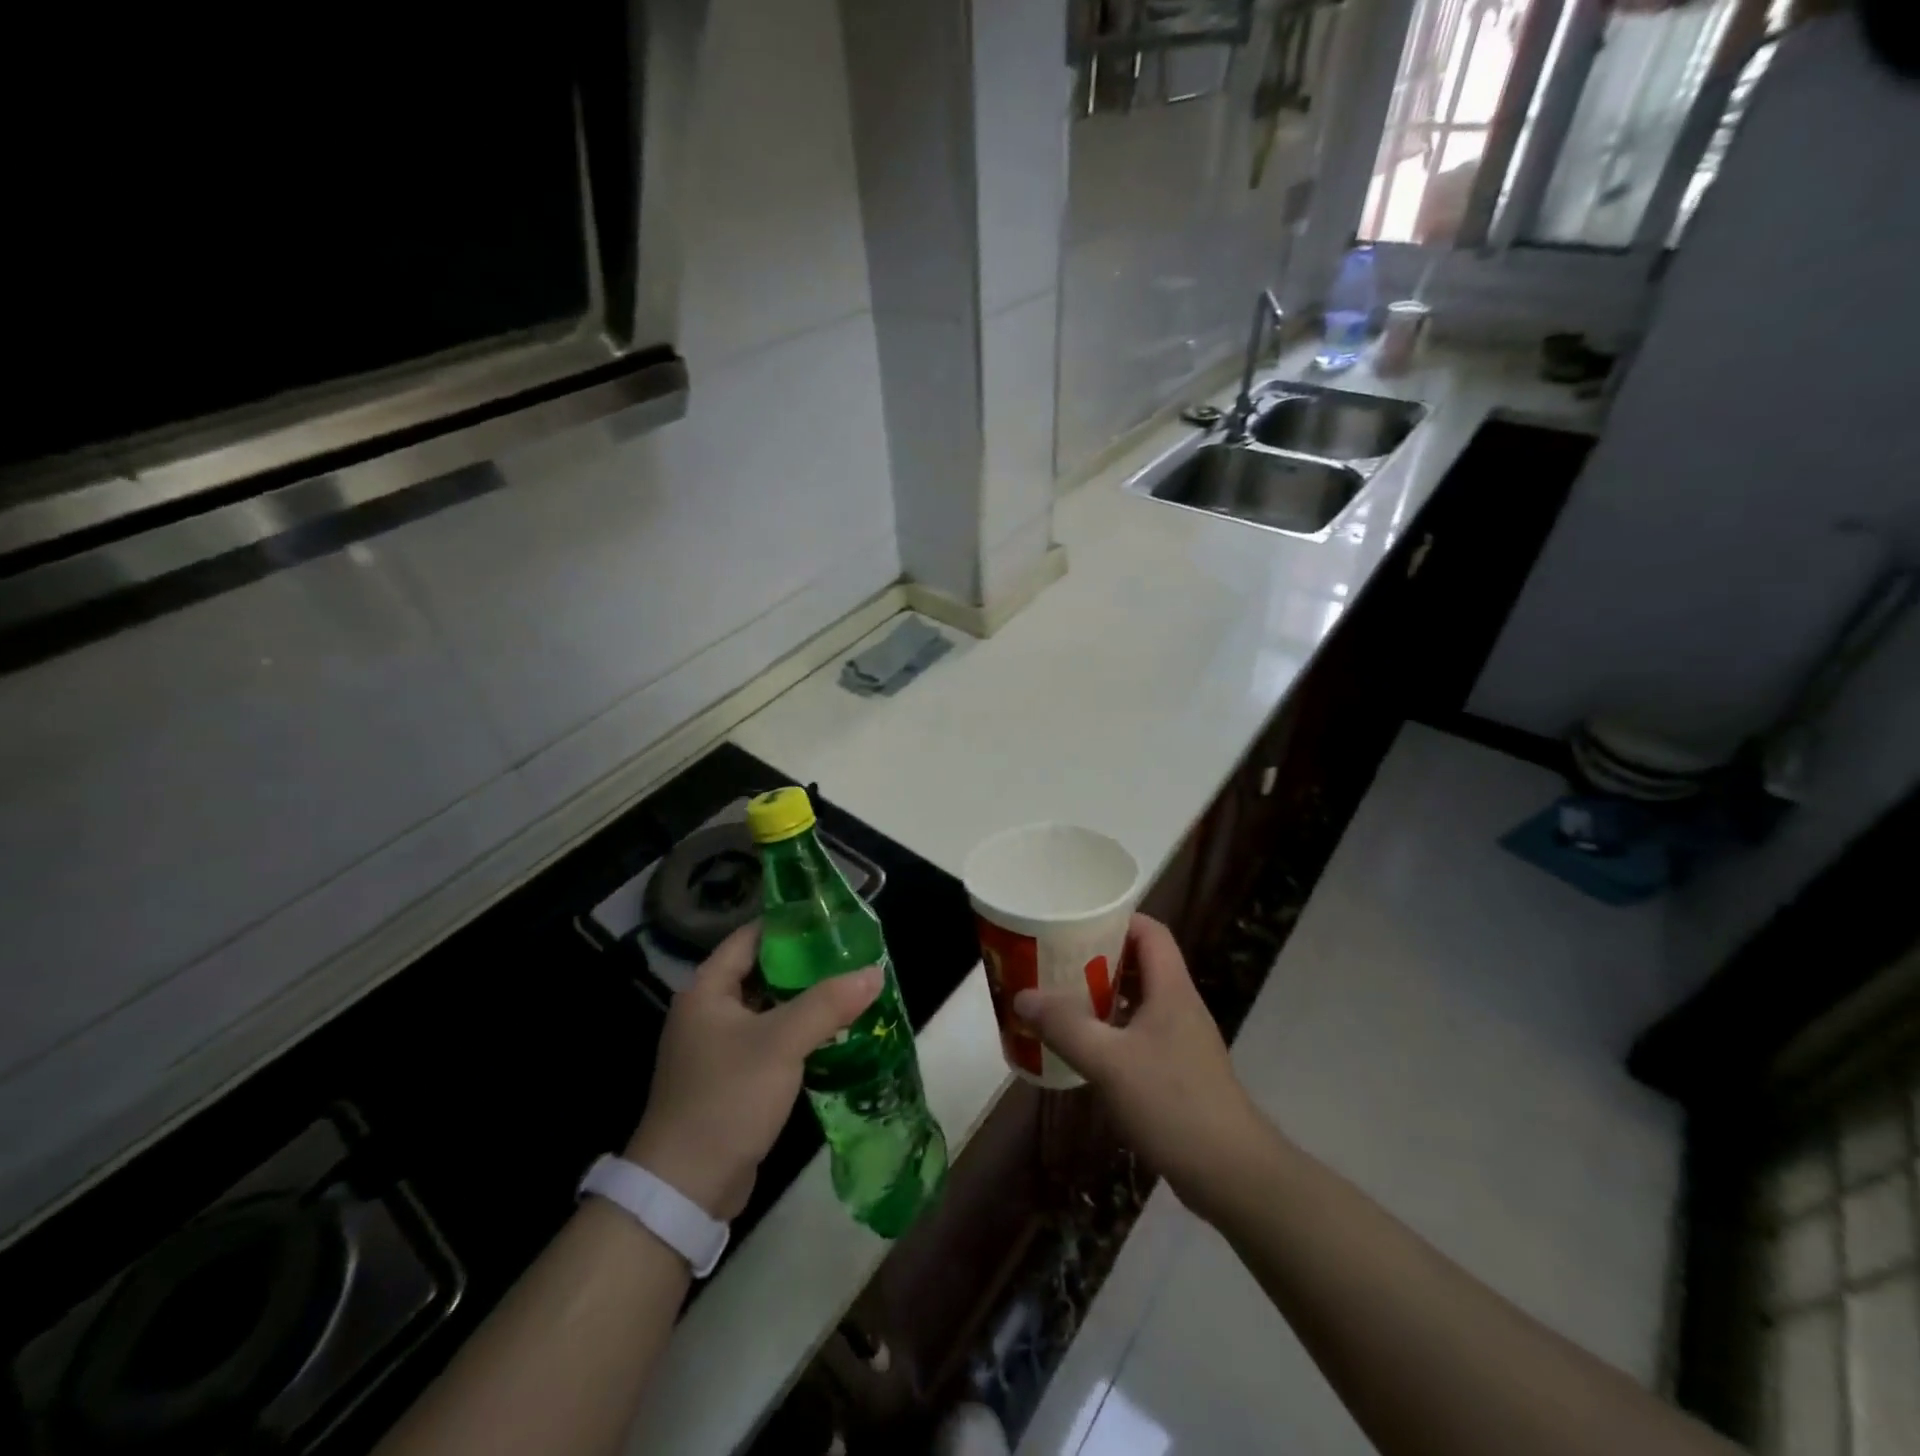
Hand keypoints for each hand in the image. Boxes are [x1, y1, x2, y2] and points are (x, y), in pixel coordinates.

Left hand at [625, 923, 881, 1220]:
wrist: (686, 1188)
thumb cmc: (727, 1098)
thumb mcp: (781, 1043)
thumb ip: (829, 1003)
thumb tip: (875, 971)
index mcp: (707, 990)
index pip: (751, 937)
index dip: (789, 924)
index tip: (832, 918)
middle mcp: (708, 1011)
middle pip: (762, 971)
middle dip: (806, 963)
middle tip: (851, 954)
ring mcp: (718, 1047)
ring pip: (769, 1008)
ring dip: (805, 1000)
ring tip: (851, 987)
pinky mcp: (731, 1077)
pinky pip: (770, 1039)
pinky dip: (798, 1032)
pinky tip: (834, 1032)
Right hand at [1013, 914, 1262, 1219]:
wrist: (1232, 1174)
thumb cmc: (1173, 1103)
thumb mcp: (1110, 1062)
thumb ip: (1065, 1026)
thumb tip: (1022, 996)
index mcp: (1171, 989)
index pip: (1150, 932)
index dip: (1116, 919)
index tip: (1075, 923)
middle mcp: (1179, 1006)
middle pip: (1140, 963)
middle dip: (1098, 957)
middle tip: (1056, 960)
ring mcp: (1181, 1040)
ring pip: (1138, 1000)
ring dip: (1102, 996)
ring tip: (1060, 998)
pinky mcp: (1178, 1071)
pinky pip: (1139, 1033)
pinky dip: (1111, 1030)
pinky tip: (1084, 1048)